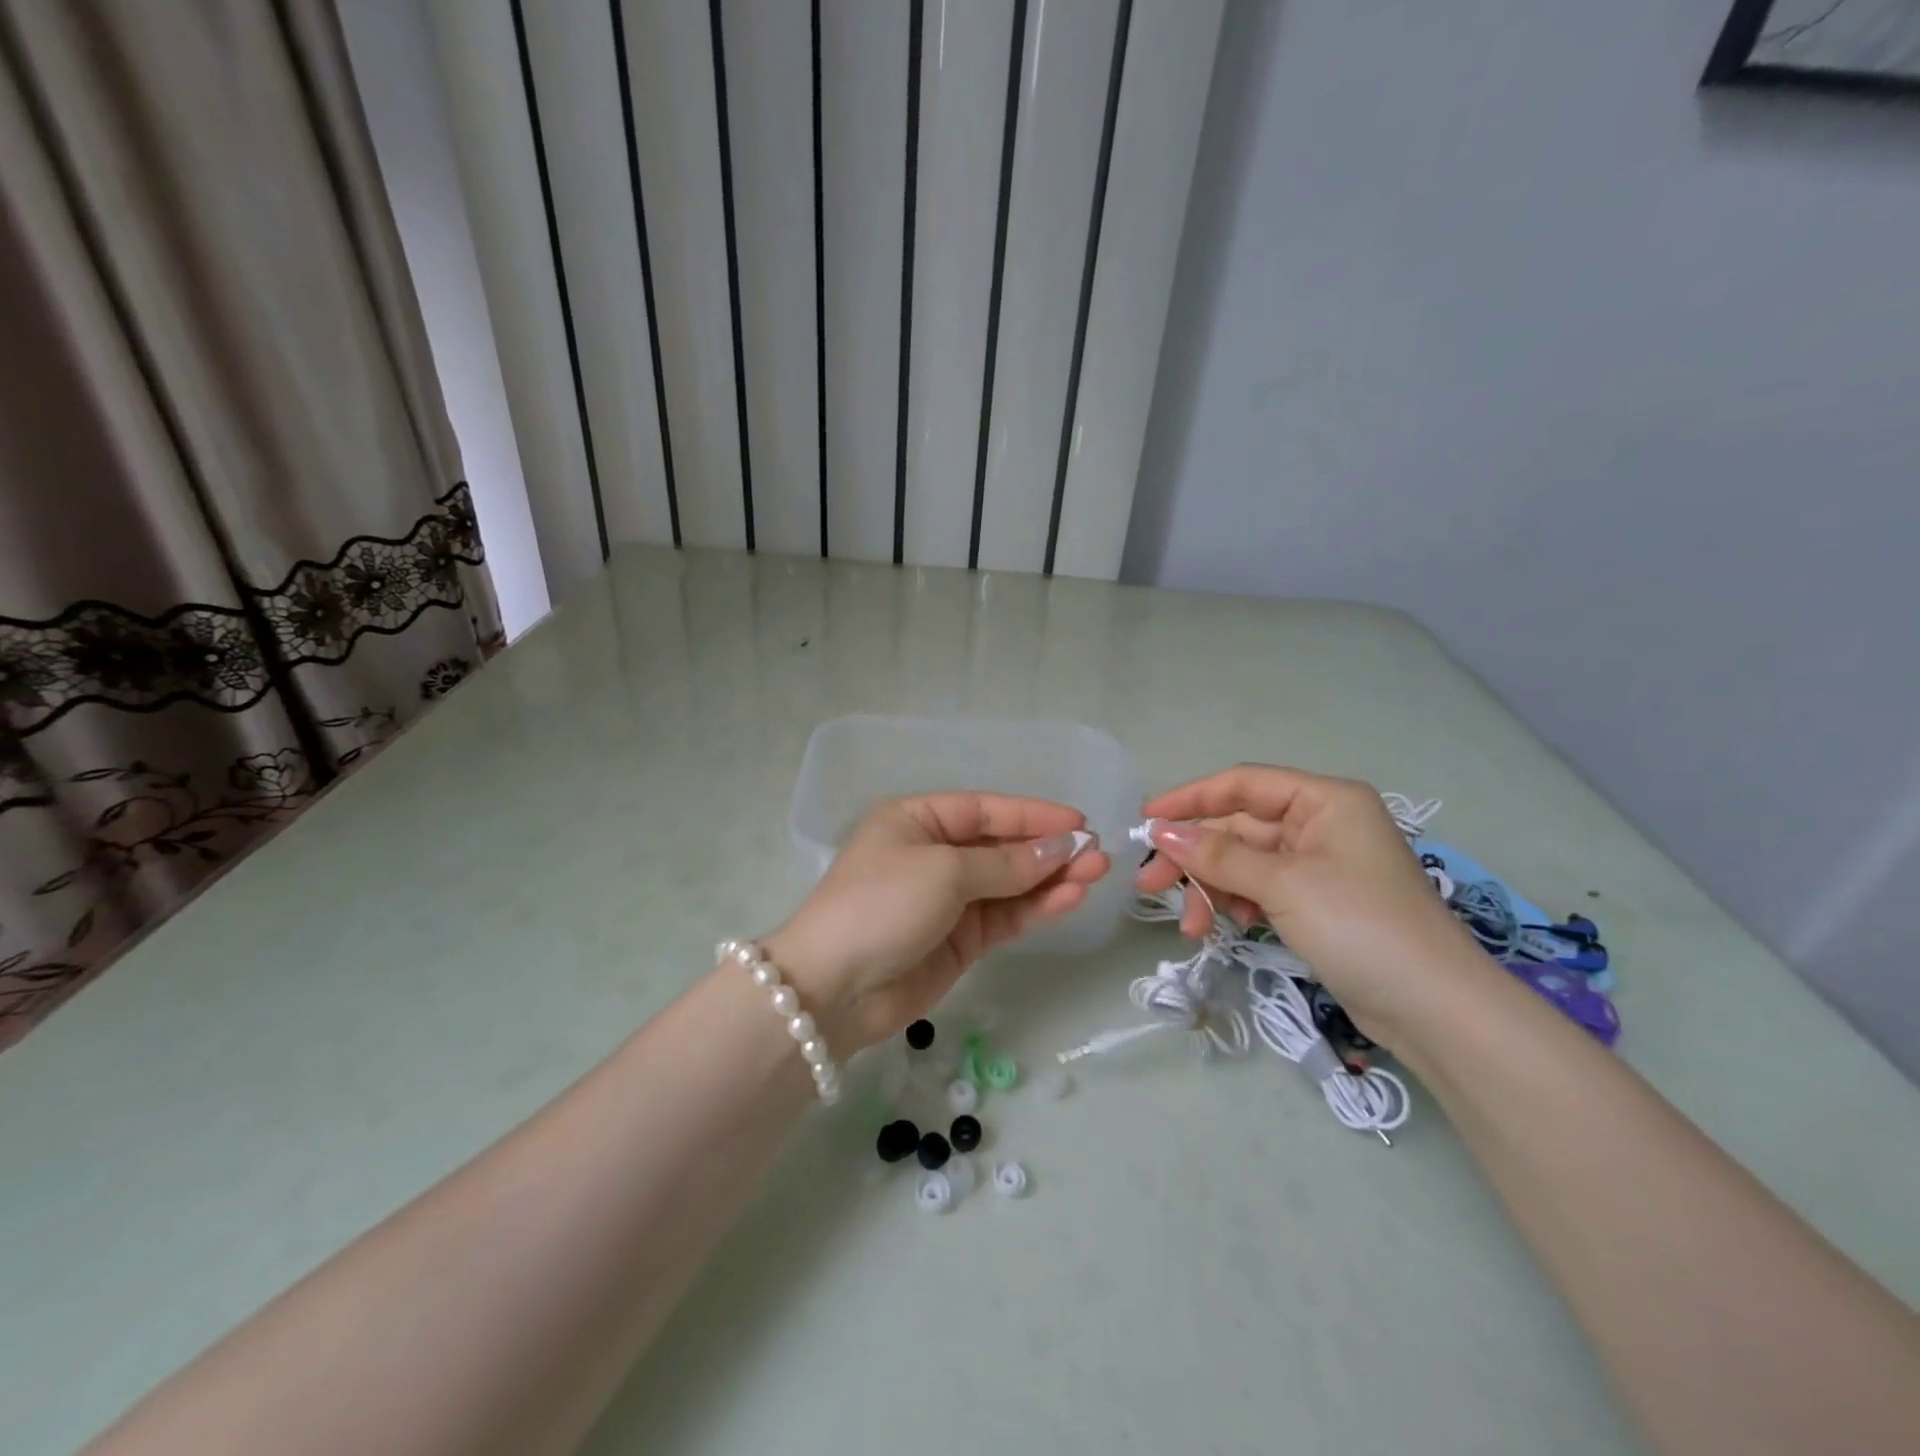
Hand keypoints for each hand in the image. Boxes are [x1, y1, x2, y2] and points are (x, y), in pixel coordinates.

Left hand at [762, 793, 1109, 1052]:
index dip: (1032, 815)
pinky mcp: (959, 941)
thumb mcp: (944, 871)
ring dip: (1050, 879)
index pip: (985, 810)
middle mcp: (933, 855)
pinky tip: (1070, 899)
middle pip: (1001, 847)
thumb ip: (1006, 864)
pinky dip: (1036, 908)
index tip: (1079, 820)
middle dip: (1047, 849)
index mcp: (917, 821)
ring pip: (1009, 884)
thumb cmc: (883, 904)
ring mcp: (947, 900)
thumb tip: (1061, 848)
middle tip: (1097, 853)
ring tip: (1096, 874)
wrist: (834, 989)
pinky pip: (1004, 917)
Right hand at [1134, 765, 1485, 1040]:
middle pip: (1238, 827)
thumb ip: (1218, 855)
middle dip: (1194, 857)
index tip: (1145, 821)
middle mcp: (1321, 824)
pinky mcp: (1316, 902)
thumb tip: (1160, 831)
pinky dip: (1236, 904)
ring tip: (1189, 925)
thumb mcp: (1283, 884)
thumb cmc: (1361, 926)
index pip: (1242, 785)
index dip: (1190, 799)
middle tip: (1149, 885)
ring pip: (1244, 863)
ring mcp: (1319, 865)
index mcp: (1324, 800)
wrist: (1434, 1009)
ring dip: (1211, 888)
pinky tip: (1226, 927)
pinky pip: (1260, 889)